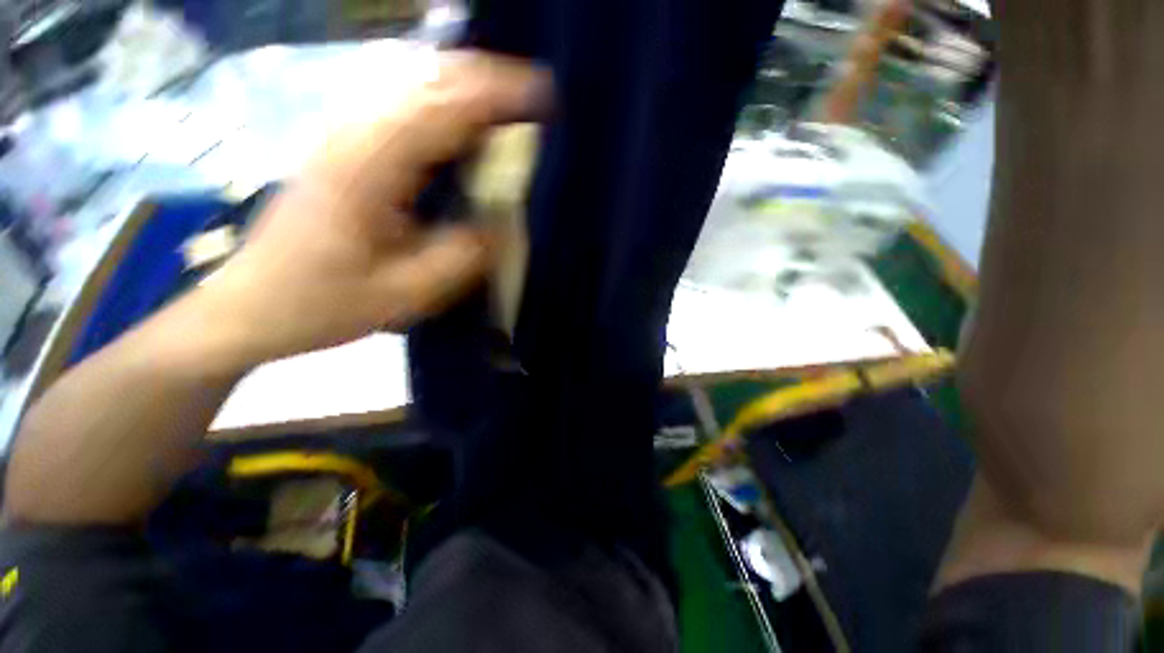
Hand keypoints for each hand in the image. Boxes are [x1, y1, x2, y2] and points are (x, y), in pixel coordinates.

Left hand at [202, 52, 548, 364]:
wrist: (251, 306)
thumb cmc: (321, 304)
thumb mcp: (404, 294)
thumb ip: (461, 258)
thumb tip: (504, 225)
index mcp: (366, 168)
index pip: (441, 109)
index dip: (497, 97)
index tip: (544, 98)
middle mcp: (352, 136)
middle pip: (427, 81)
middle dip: (488, 81)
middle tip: (536, 101)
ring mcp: (345, 137)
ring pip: (415, 87)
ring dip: (468, 89)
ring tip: (512, 109)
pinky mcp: (346, 149)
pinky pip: (404, 110)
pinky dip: (445, 108)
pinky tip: (468, 127)